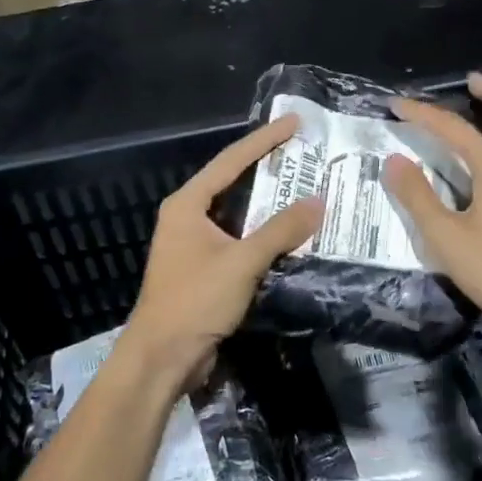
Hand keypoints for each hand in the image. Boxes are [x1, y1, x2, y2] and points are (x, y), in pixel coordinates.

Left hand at [123, 115, 324, 390]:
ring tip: (304, 185)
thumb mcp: (242, 261)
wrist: (162, 358)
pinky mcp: (204, 268)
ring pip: (238, 213)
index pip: (231, 161)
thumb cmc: (195, 301)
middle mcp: (188, 217)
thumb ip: (281, 230)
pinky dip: (264, 232)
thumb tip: (319, 201)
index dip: (264, 140)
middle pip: (232, 182)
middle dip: (267, 167)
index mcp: (187, 205)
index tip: (293, 123)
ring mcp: (194, 243)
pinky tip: (289, 231)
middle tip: (303, 151)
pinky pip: (239, 238)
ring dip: (268, 202)